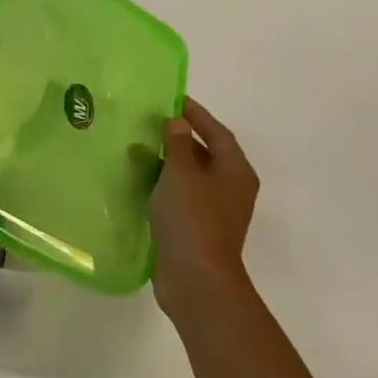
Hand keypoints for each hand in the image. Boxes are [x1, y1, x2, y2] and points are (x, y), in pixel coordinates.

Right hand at [151, 97, 260, 314]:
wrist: (196, 278)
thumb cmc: (192, 218)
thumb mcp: (181, 173)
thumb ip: (178, 144)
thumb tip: (178, 123)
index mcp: (235, 171)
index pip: (217, 132)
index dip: (196, 115)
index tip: (173, 99)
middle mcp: (231, 188)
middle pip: (207, 154)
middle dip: (181, 138)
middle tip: (152, 123)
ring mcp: (216, 212)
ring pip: (192, 177)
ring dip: (170, 163)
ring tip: (141, 149)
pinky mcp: (198, 229)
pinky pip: (182, 197)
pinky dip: (165, 186)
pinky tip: (142, 183)